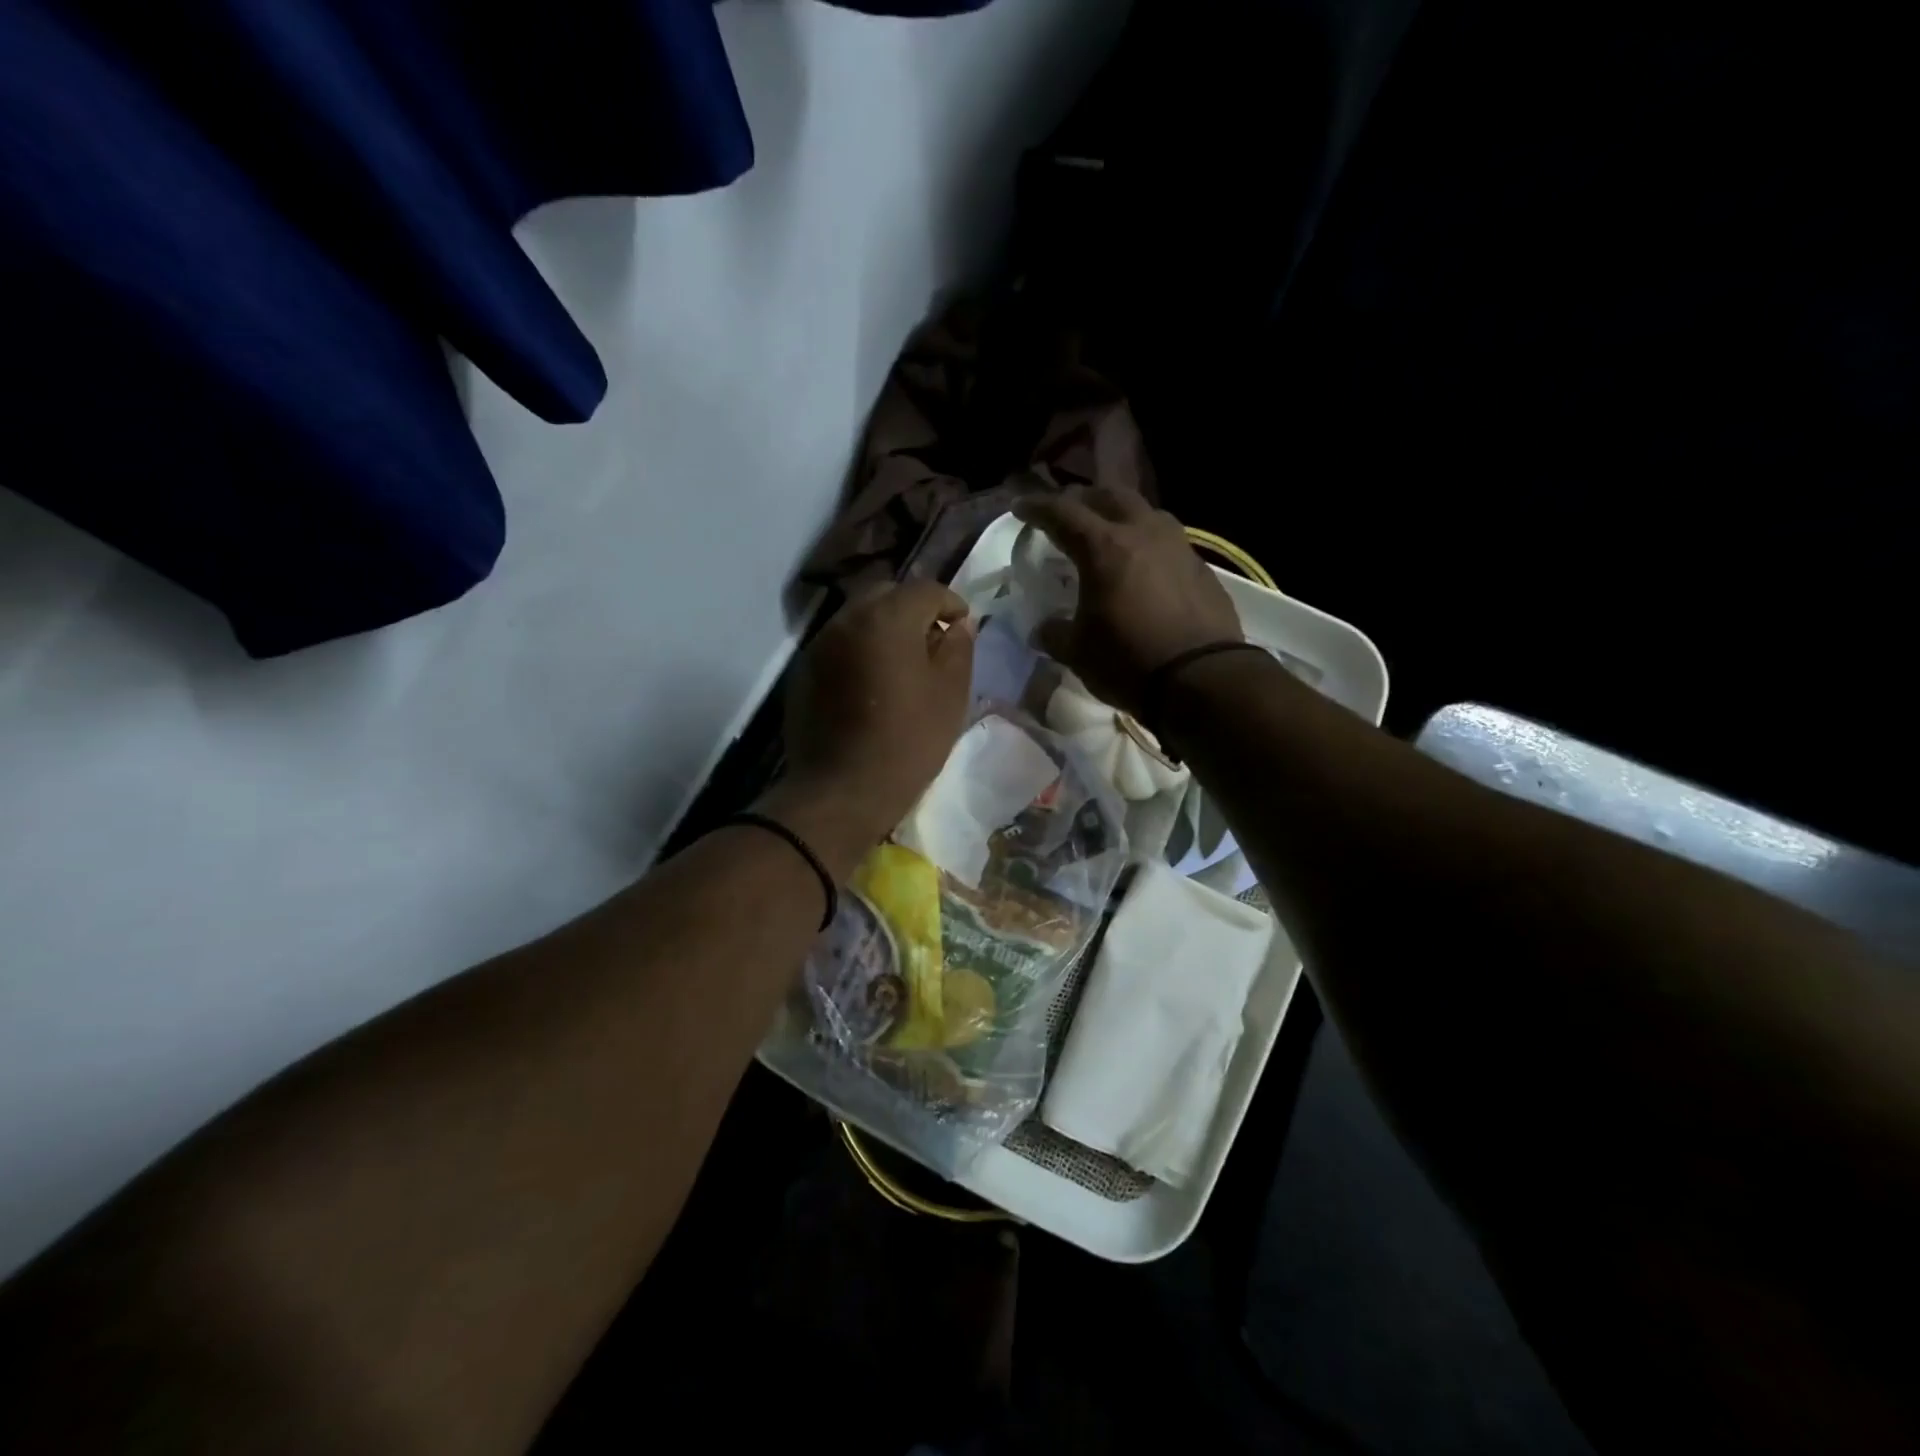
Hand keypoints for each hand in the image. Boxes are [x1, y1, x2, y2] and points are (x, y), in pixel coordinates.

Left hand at [764, 579, 974, 875]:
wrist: (841, 791)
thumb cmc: (907, 742)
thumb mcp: (950, 695)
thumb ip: (959, 648)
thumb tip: (959, 623)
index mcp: (887, 618)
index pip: (926, 589)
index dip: (951, 603)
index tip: (963, 627)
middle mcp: (847, 619)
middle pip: (887, 594)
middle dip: (913, 609)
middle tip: (933, 641)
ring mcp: (820, 644)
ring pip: (859, 617)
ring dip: (884, 628)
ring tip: (903, 662)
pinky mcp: (804, 671)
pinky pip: (840, 644)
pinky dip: (860, 650)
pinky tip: (872, 683)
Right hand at [1012, 487, 1240, 714]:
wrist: (1202, 679)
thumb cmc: (1128, 661)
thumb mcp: (1078, 652)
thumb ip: (1055, 634)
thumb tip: (1044, 629)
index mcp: (1104, 548)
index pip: (1063, 513)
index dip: (1037, 507)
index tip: (1020, 507)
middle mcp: (1143, 534)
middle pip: (1110, 496)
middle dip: (1083, 499)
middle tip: (1067, 512)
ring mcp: (1178, 547)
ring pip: (1145, 512)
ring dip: (1121, 514)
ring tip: (1109, 531)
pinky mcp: (1202, 568)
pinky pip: (1168, 541)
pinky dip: (1147, 543)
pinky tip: (1144, 565)